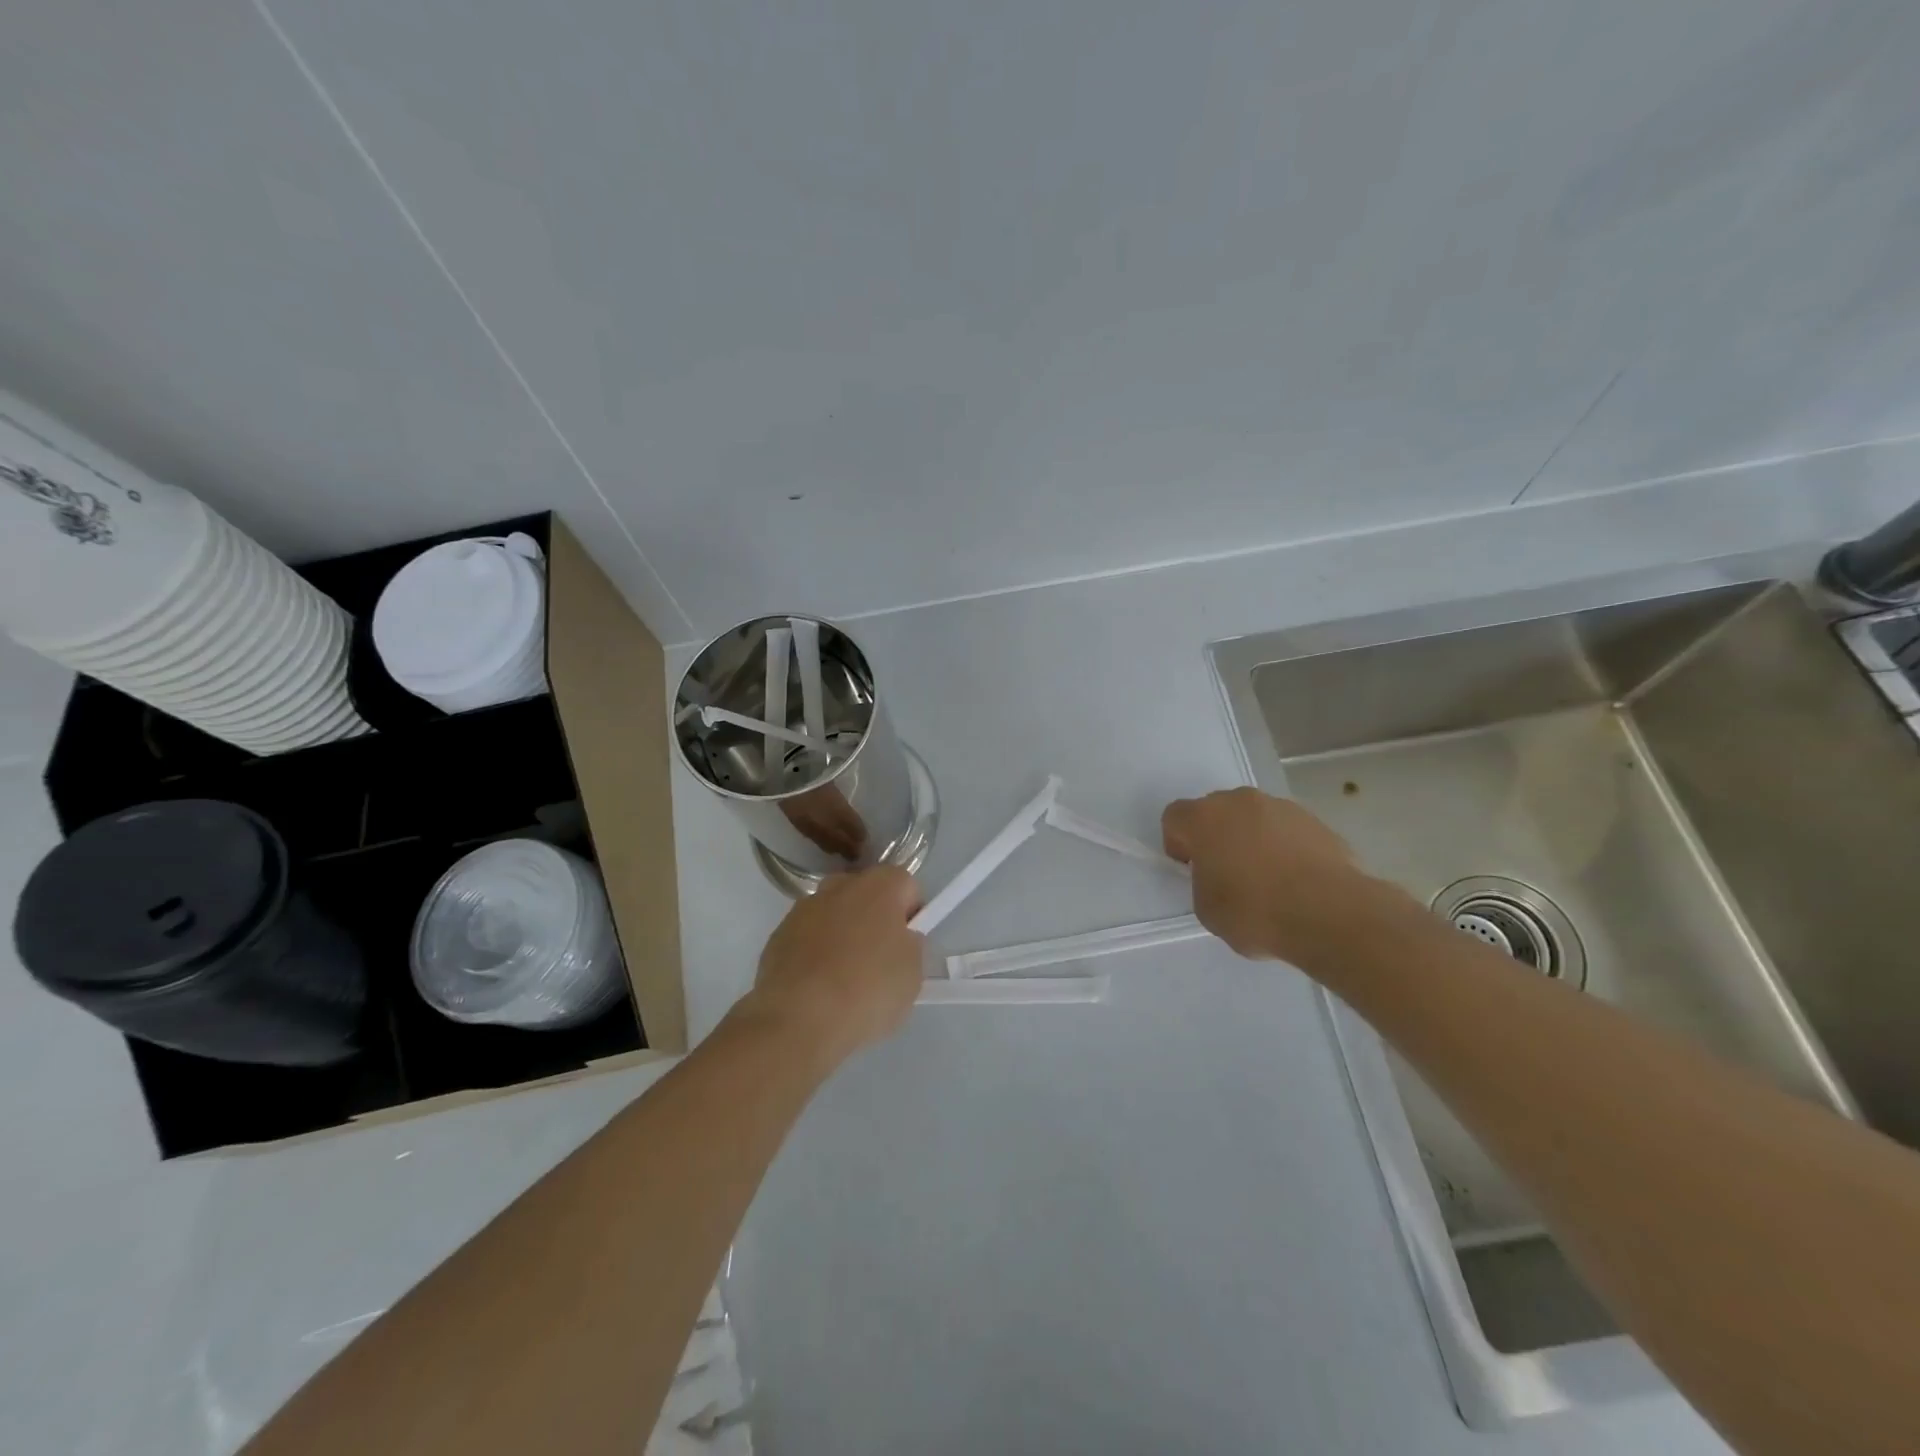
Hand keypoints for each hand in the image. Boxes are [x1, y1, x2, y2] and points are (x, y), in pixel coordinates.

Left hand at [741, 867, 924, 1068]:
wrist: (799, 1019)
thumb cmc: (868, 990)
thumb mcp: (913, 973)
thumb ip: (910, 946)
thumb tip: (898, 940)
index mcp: (879, 887)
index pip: (905, 885)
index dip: (911, 913)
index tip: (907, 945)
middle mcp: (840, 886)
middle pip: (866, 894)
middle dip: (874, 919)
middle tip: (879, 961)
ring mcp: (804, 909)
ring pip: (834, 915)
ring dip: (842, 935)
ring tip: (844, 981)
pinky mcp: (778, 935)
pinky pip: (807, 938)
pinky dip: (815, 954)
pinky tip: (818, 988)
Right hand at [1162, 788, 1404, 962]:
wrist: (1331, 914)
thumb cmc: (1256, 911)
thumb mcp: (1207, 909)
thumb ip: (1203, 882)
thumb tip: (1220, 875)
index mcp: (1204, 818)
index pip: (1174, 817)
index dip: (1177, 843)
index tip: (1191, 870)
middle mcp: (1240, 801)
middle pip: (1215, 811)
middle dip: (1216, 836)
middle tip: (1227, 873)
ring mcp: (1282, 807)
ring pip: (1254, 818)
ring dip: (1252, 839)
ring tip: (1268, 880)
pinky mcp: (1316, 821)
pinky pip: (1287, 830)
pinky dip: (1284, 848)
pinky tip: (1296, 881)